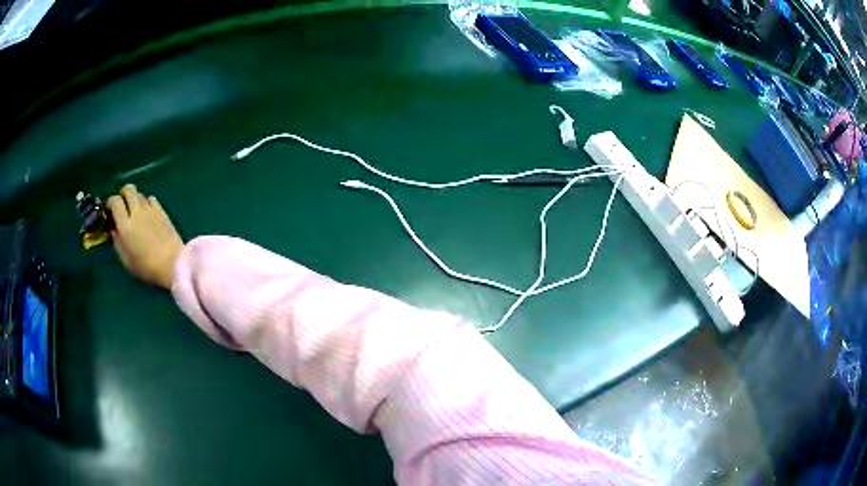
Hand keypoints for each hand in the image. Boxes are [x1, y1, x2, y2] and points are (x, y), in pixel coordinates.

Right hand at [108, 185, 184, 288]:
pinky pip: (151, 199)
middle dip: (123, 195)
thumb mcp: (126, 260)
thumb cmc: (146, 267)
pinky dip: (146, 203)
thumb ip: (117, 241)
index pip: (114, 201)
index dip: (110, 203)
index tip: (109, 211)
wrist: (173, 264)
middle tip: (122, 207)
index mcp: (125, 224)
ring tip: (135, 213)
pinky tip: (147, 214)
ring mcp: (151, 209)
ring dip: (134, 200)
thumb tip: (113, 229)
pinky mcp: (162, 210)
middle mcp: (137, 212)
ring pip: (139, 194)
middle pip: (128, 189)